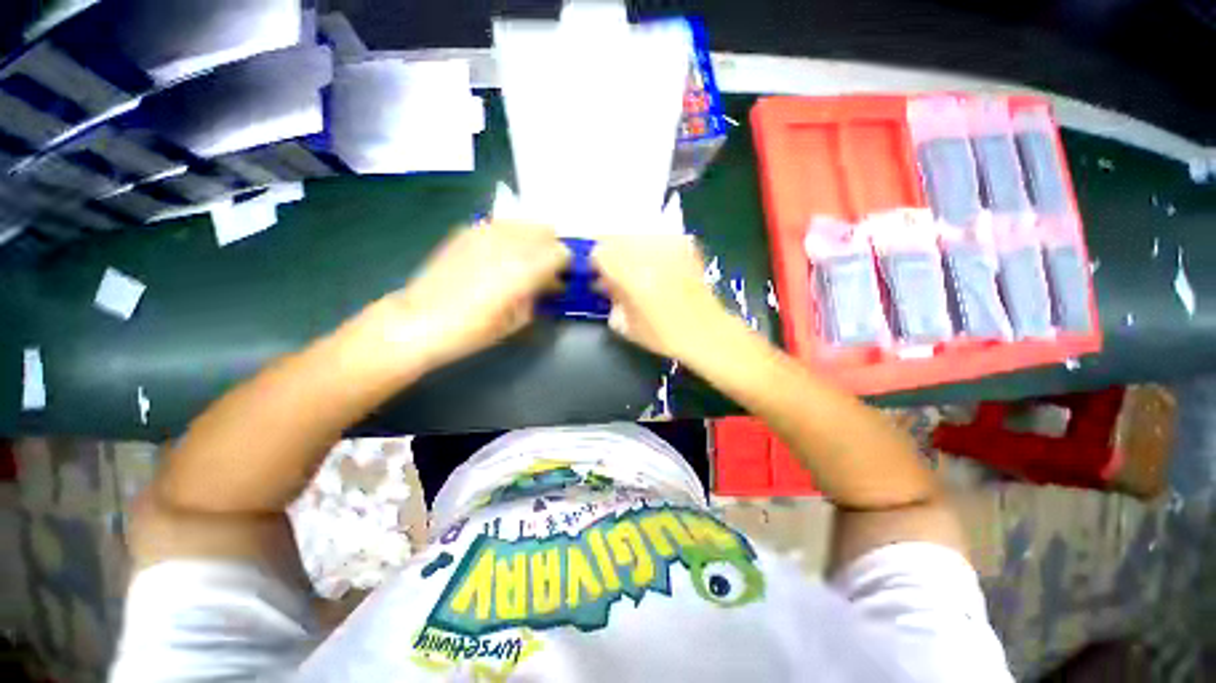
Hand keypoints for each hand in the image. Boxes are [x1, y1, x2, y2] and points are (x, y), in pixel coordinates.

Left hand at [365, 222, 569, 369]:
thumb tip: (551, 285)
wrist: (421, 320)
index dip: (565, 265)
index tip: (561, 278)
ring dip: (531, 239)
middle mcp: (508, 242)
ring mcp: (485, 231)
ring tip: (522, 260)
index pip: (561, 252)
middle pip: (545, 230)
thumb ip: (539, 297)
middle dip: (551, 248)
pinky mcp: (466, 230)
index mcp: (524, 268)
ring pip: (523, 223)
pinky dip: (509, 235)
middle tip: (544, 269)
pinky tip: (499, 255)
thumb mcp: (518, 321)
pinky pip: (500, 224)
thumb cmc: (473, 330)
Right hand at [592, 234, 732, 358]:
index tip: (600, 275)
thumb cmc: (664, 335)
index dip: (597, 263)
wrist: (706, 332)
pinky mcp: (686, 246)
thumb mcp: (626, 326)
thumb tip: (605, 286)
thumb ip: (611, 301)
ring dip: (633, 247)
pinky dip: (654, 247)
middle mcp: (648, 254)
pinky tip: (659, 264)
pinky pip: (661, 237)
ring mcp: (669, 247)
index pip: (601, 252)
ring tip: (639, 267)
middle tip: (617, 270)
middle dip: (613, 252)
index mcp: (630, 275)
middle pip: (618, 237)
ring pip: (639, 234)